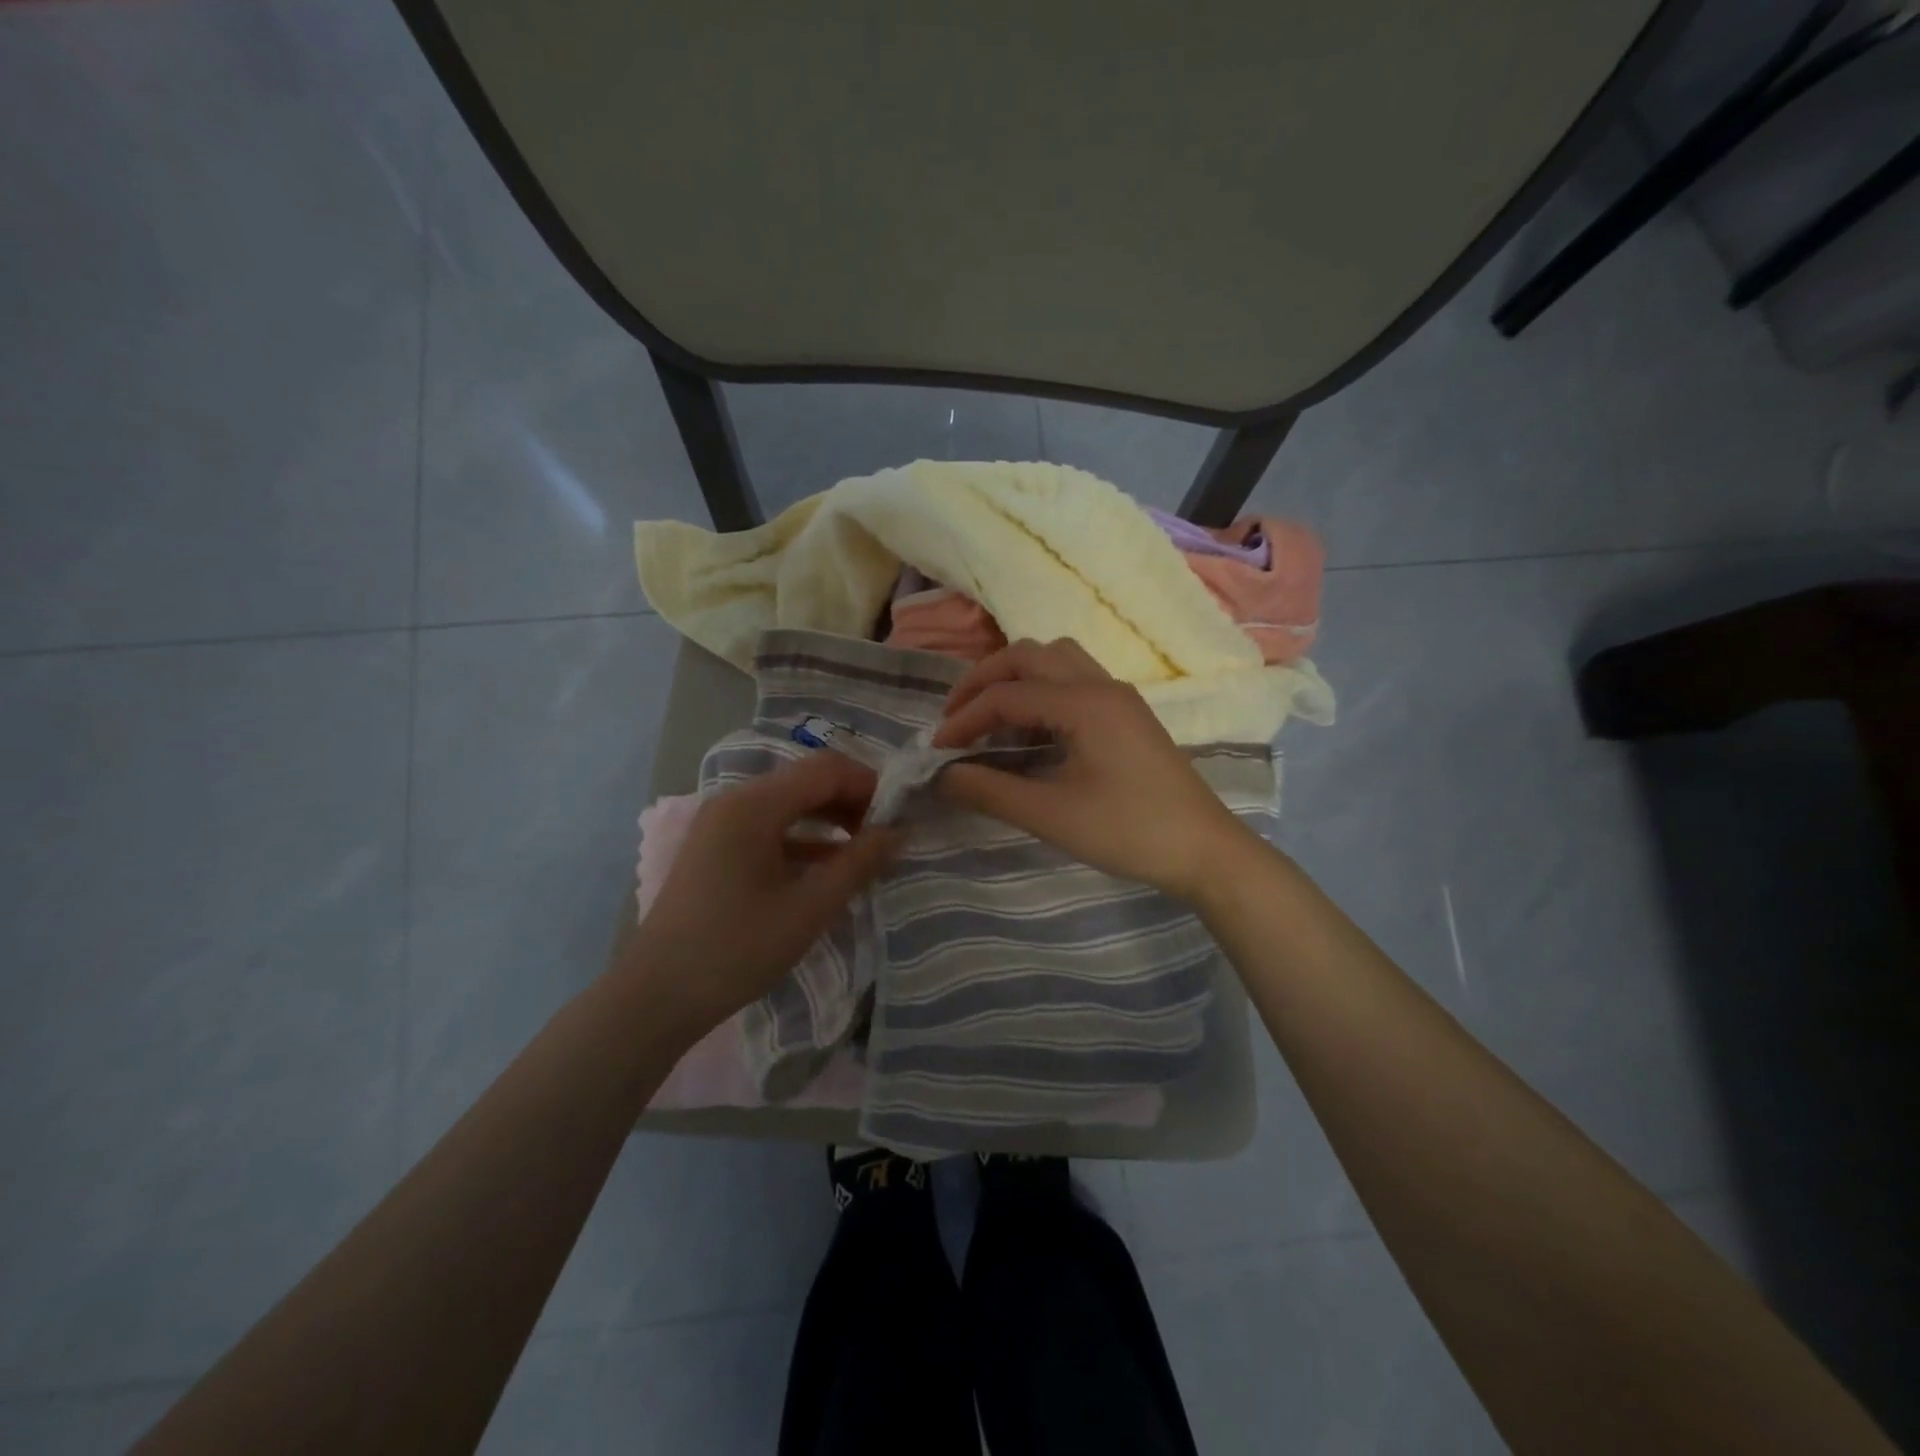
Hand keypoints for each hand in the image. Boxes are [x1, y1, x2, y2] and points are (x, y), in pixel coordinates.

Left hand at [619, 753, 902, 1035]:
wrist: (656, 996)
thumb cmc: (736, 950)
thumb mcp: (809, 908)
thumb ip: (858, 864)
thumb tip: (899, 832)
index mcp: (754, 805)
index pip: (826, 769)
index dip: (869, 785)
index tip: (899, 818)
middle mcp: (735, 801)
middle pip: (806, 781)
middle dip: (851, 801)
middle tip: (885, 836)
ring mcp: (721, 824)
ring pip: (789, 803)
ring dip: (829, 819)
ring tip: (864, 850)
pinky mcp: (717, 848)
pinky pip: (770, 827)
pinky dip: (803, 838)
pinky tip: (828, 866)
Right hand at [930, 638, 1254, 902]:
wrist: (1204, 850)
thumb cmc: (1129, 832)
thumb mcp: (1052, 815)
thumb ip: (991, 790)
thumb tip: (942, 775)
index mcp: (1083, 703)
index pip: (1007, 694)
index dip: (964, 719)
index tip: (937, 751)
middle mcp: (1101, 684)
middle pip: (1028, 654)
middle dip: (983, 680)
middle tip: (955, 719)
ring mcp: (1118, 695)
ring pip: (1055, 658)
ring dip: (1015, 678)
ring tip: (990, 719)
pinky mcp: (1126, 712)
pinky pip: (1073, 679)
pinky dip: (1041, 690)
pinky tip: (1030, 730)